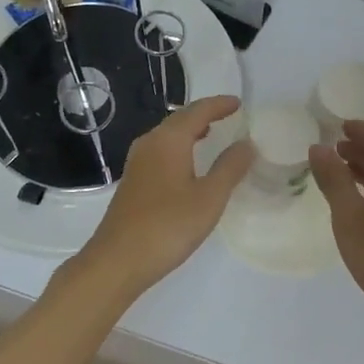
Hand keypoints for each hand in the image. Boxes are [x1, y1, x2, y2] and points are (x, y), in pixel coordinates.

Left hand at [69, 95, 253, 302]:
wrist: (118, 260)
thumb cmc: (168, 226)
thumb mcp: (209, 198)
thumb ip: (230, 168)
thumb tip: (246, 143)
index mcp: (169, 140)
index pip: (198, 111)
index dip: (219, 105)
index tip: (239, 103)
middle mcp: (150, 143)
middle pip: (179, 119)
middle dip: (204, 114)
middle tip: (228, 115)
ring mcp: (137, 162)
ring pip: (168, 135)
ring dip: (190, 131)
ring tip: (211, 134)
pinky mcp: (133, 181)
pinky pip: (161, 151)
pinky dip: (179, 147)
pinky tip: (188, 164)